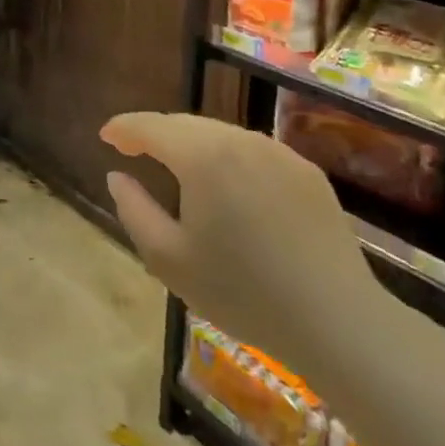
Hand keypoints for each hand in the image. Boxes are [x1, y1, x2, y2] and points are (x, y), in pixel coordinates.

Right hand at [101, 112, 381, 373]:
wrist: (338, 321)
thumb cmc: (242, 292)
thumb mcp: (168, 259)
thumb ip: (133, 209)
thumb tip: (118, 176)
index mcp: (202, 156)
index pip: (150, 126)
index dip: (123, 127)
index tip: (106, 137)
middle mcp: (240, 140)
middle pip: (185, 124)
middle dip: (155, 133)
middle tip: (134, 151)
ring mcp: (279, 153)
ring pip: (220, 134)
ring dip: (191, 144)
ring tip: (177, 168)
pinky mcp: (307, 171)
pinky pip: (253, 151)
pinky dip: (227, 157)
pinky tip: (227, 186)